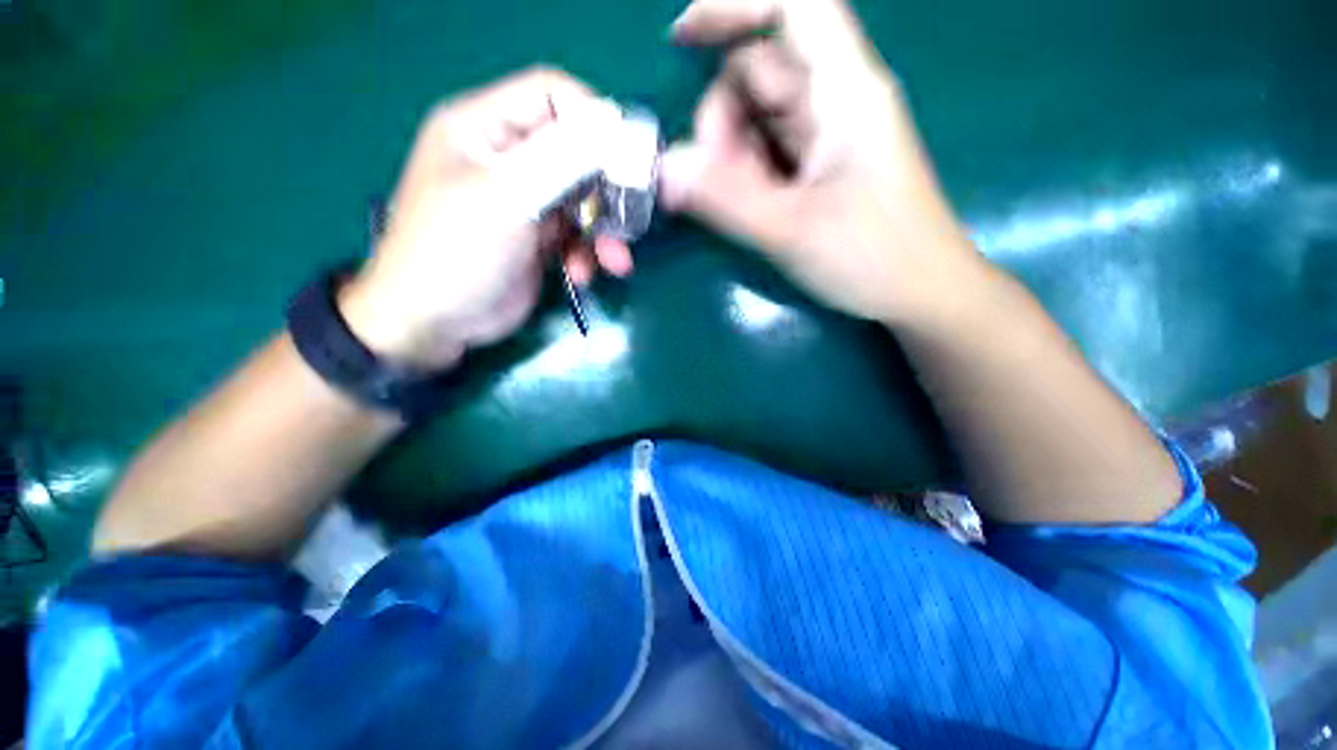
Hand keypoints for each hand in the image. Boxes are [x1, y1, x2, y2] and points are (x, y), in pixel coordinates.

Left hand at [338, 67, 634, 369]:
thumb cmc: (455, 251)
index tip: (628, 156)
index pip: (551, 94)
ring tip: (614, 262)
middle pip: (576, 152)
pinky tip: (582, 276)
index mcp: (484, 127)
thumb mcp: (507, 197)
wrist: (433, 322)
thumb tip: (614, 128)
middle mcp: (507, 158)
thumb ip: (562, 160)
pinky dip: (587, 254)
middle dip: (608, 189)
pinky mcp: (538, 238)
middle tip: (631, 219)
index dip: (594, 118)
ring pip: (584, 200)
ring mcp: (526, 201)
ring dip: (603, 232)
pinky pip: (577, 234)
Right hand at [659, 0, 986, 324]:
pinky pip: (769, 151)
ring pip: (759, 118)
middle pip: (759, 74)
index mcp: (844, 92)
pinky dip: (747, 173)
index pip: (792, 6)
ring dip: (732, 156)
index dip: (733, 6)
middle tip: (714, 186)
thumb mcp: (791, 231)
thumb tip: (664, 170)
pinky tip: (751, 207)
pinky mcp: (820, 165)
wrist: (919, 291)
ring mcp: (827, 135)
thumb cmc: (871, 258)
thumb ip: (725, 200)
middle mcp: (836, 100)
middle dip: (722, 123)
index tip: (680, 40)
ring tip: (739, 206)